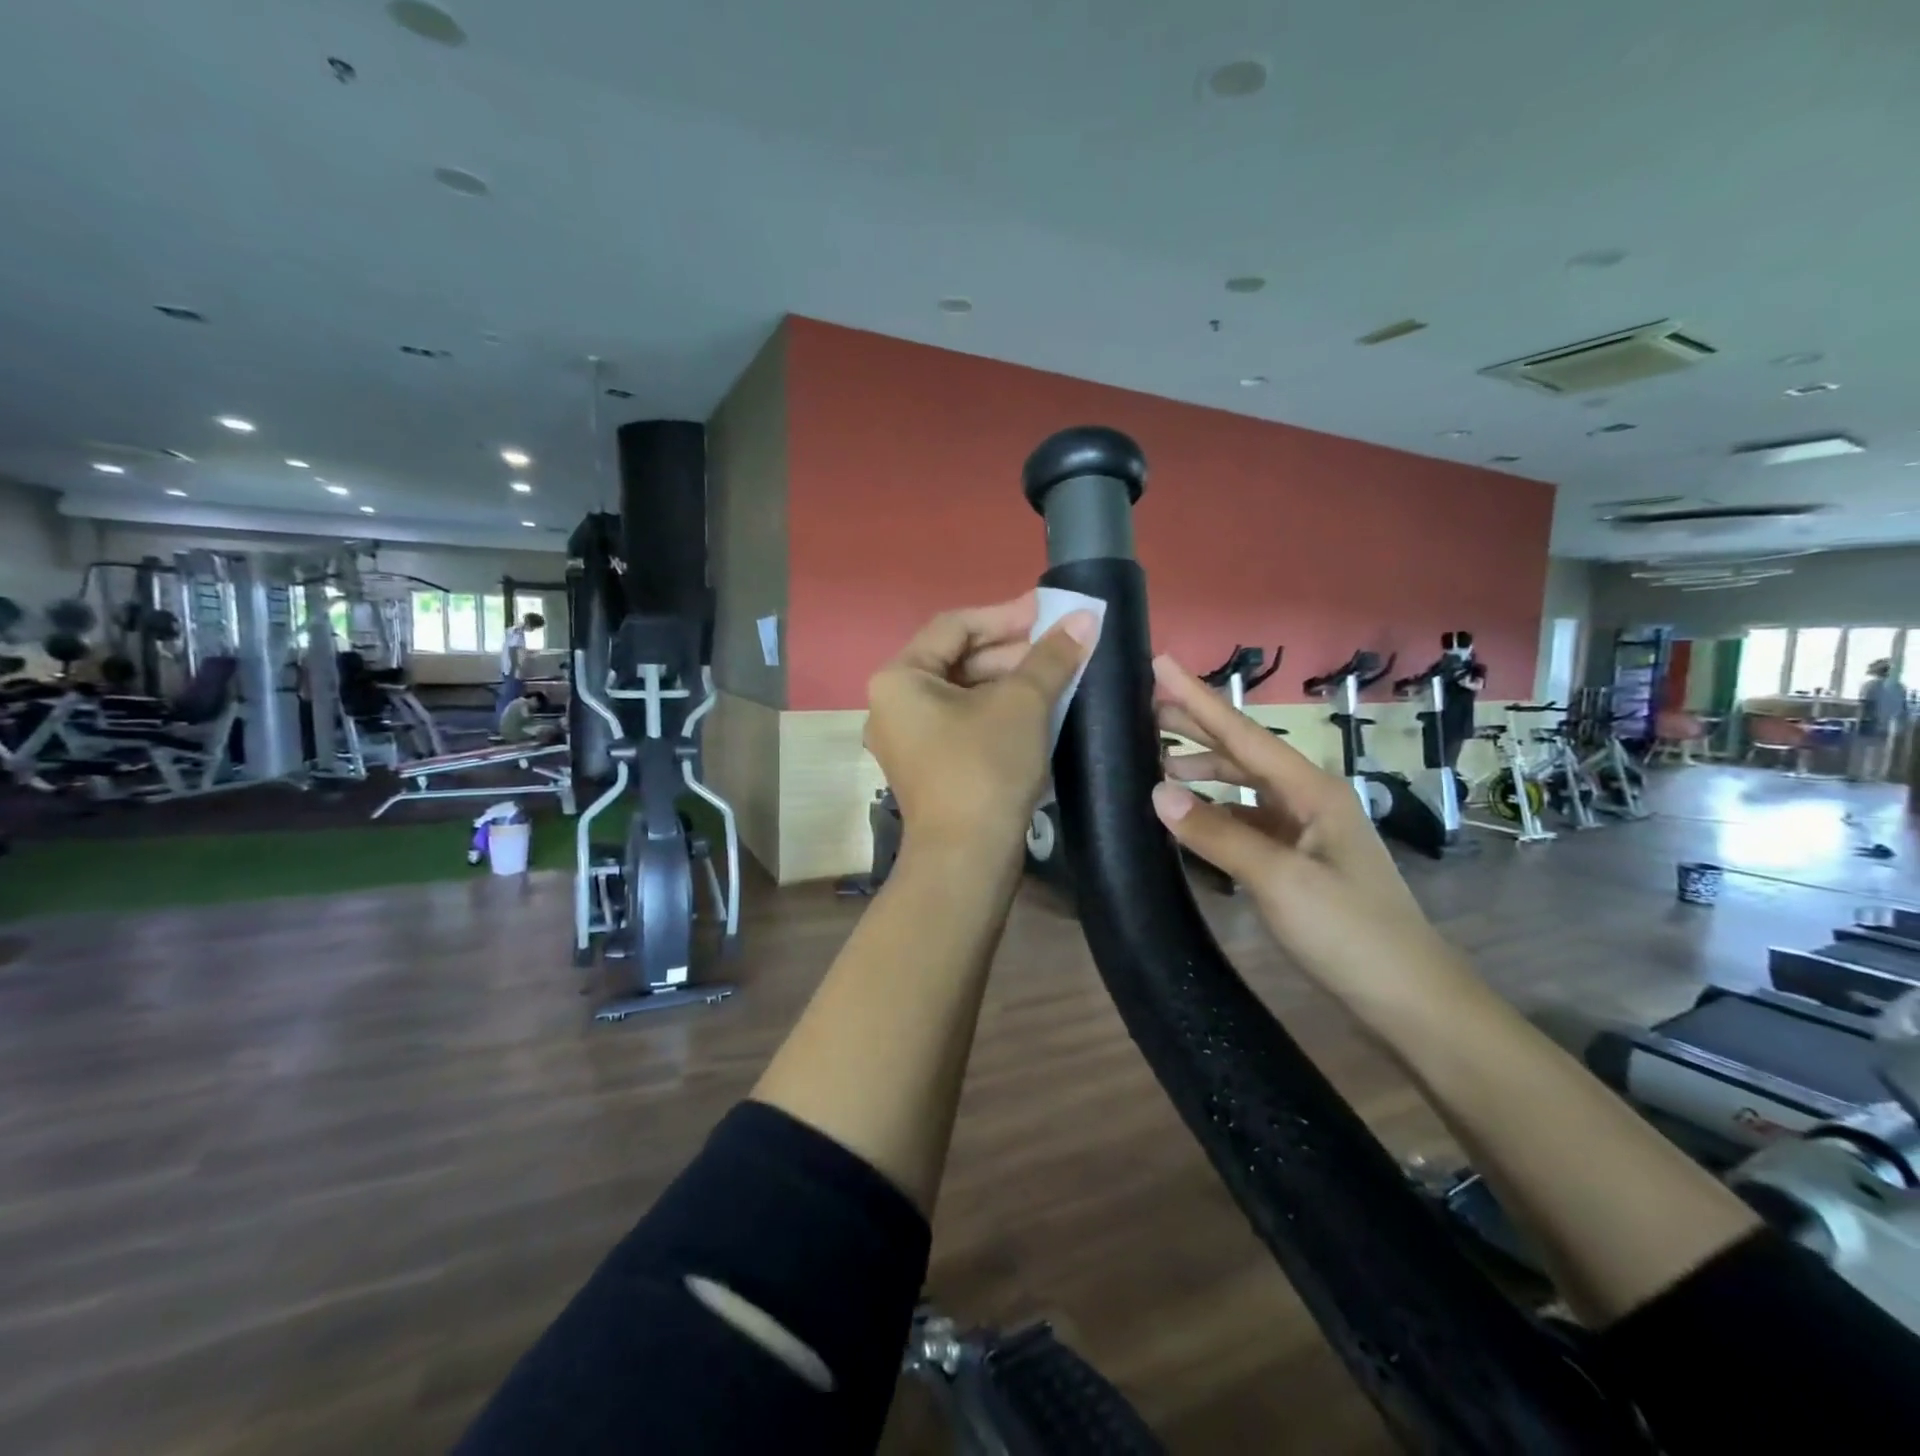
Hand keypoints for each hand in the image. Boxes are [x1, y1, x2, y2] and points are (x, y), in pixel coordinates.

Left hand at [865, 594, 1098, 848]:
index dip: (1006, 615)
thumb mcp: (1022, 704)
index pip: (955, 627)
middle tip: (1061, 645)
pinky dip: (998, 712)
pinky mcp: (928, 768)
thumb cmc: (985, 768)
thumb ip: (1051, 656)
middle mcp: (892, 705)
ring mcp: (908, 741)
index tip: (1050, 611)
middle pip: (957, 660)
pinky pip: (963, 724)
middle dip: (1012, 651)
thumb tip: (1084, 617)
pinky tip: (1038, 710)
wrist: (966, 859)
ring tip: (1058, 676)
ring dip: (1009, 682)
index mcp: (899, 679)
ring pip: (963, 694)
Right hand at [1147, 654, 1451, 996]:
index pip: (1243, 733)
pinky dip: (1214, 812)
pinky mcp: (1298, 859)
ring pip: (1243, 786)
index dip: (1198, 698)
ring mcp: (1304, 829)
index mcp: (1312, 790)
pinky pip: (1246, 820)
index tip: (1160, 662)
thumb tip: (1157, 792)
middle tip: (1144, 706)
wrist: (1409, 998)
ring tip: (1155, 763)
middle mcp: (1308, 799)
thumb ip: (1217, 833)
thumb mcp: (1280, 880)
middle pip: (1243, 752)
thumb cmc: (1350, 932)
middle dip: (1195, 726)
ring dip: (1202, 771)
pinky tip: (1189, 816)